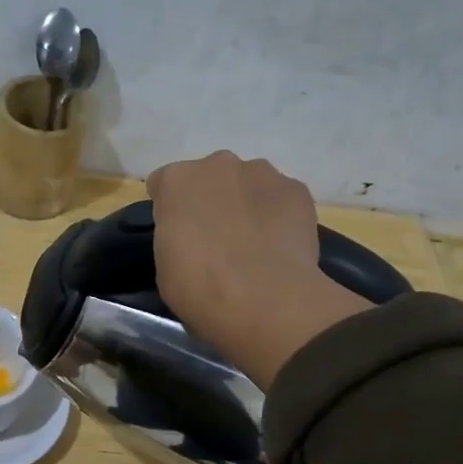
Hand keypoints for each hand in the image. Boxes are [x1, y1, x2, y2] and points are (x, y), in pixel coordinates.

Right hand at [145, 151, 370, 387]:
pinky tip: (279, 248)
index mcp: (178, 180)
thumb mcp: (165, 267)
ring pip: (249, 184)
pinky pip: (281, 199)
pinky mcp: (297, 190)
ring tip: (254, 246)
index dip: (170, 211)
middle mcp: (219, 164)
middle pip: (210, 178)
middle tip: (217, 241)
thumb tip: (192, 240)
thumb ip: (175, 238)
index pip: (165, 184)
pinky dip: (279, 217)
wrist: (264, 299)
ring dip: (247, 205)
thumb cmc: (200, 288)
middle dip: (212, 201)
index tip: (178, 236)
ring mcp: (263, 173)